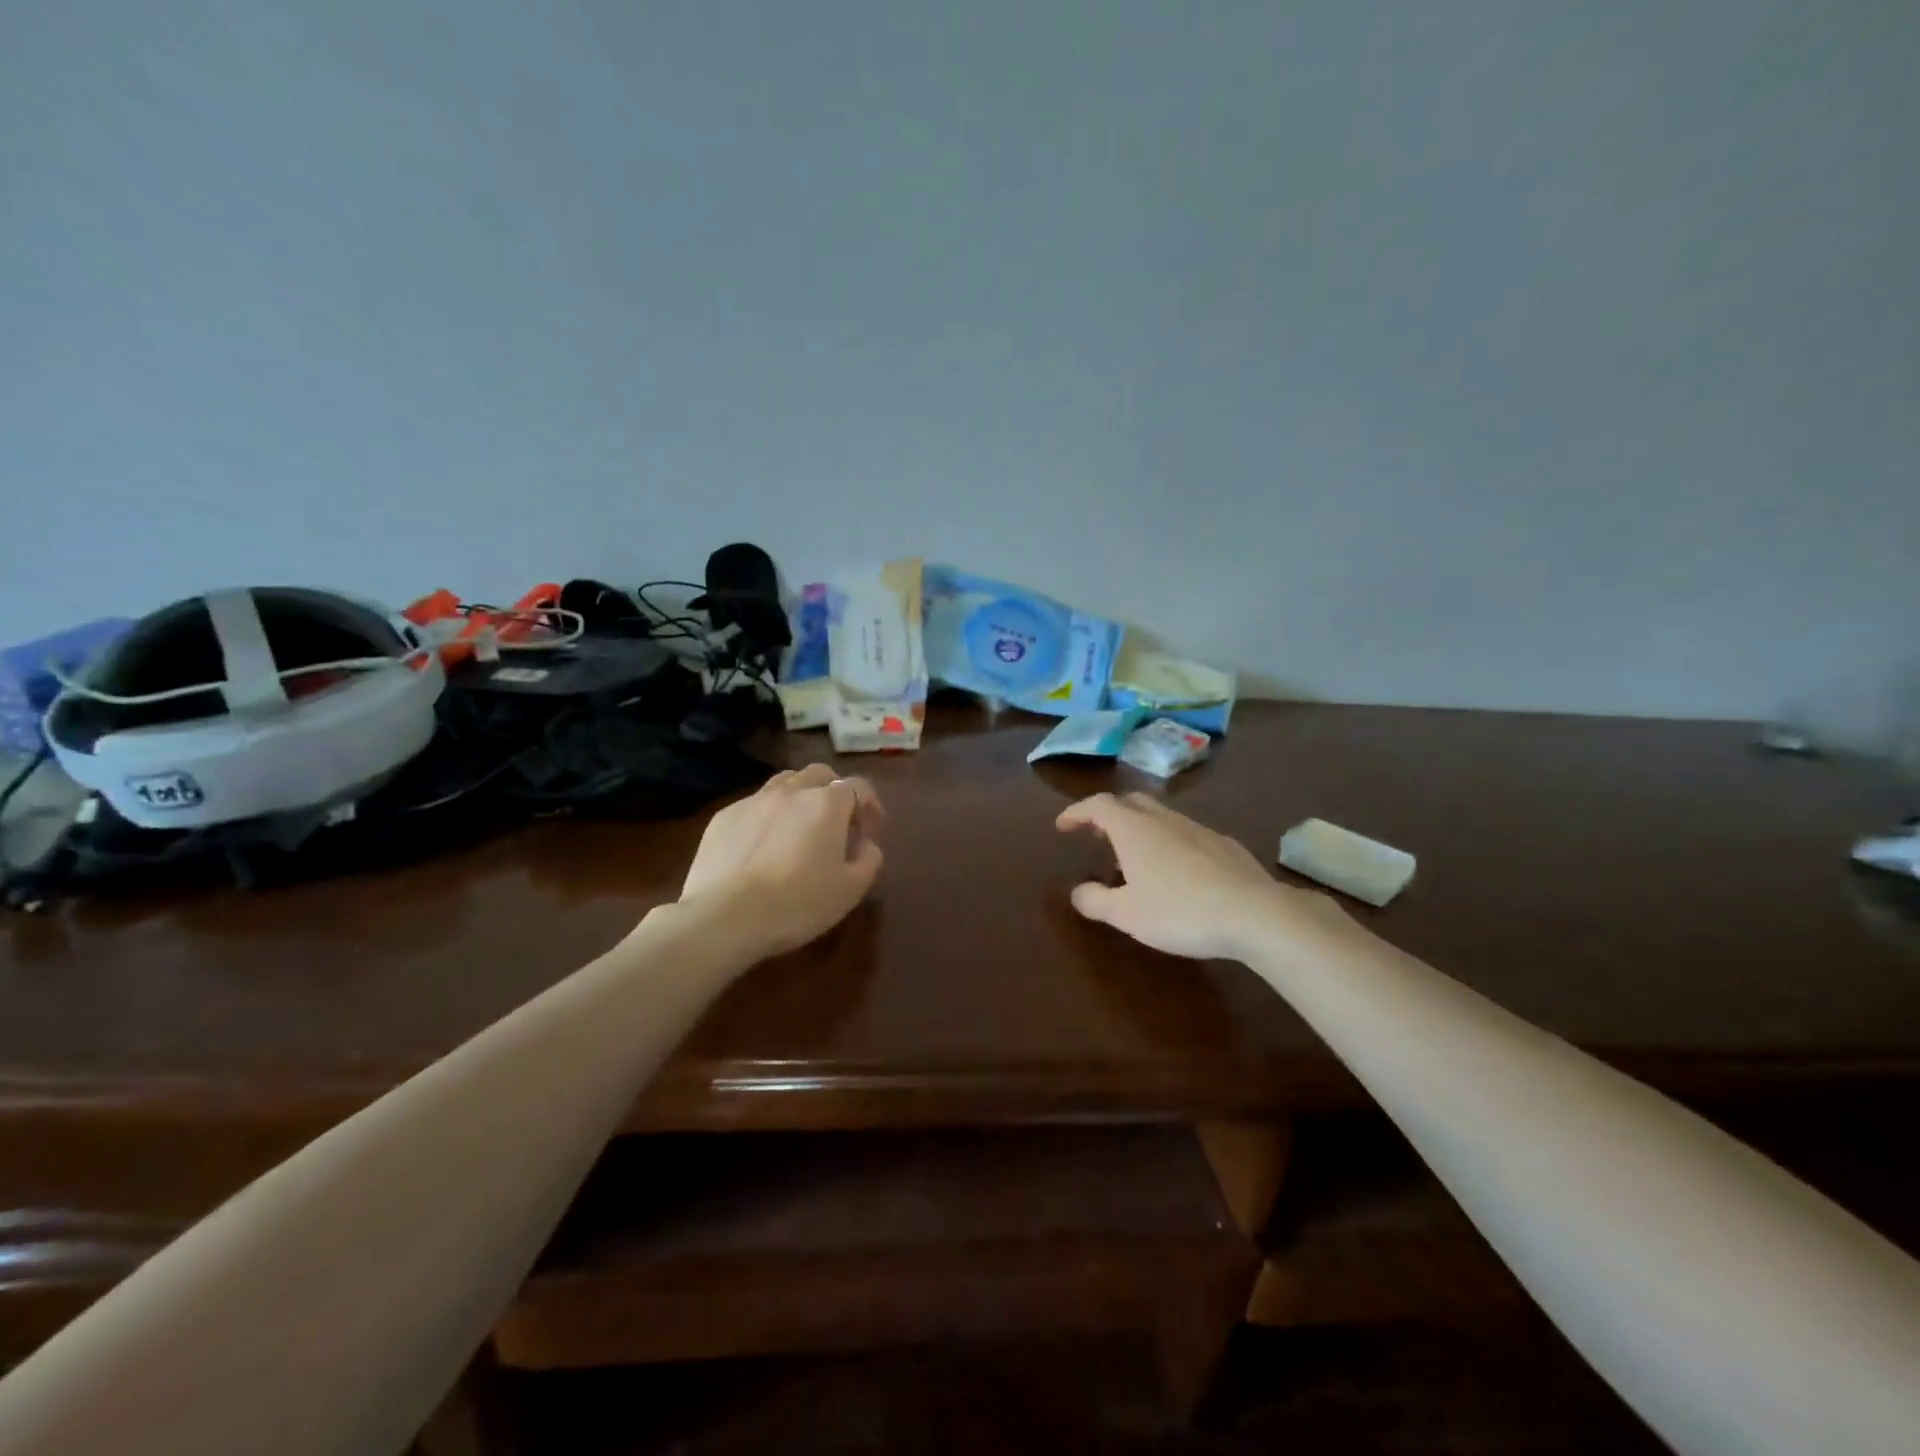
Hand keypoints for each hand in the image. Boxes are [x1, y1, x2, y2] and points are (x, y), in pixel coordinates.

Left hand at [676, 763, 885, 960]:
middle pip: (820, 774)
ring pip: (784, 782)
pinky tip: (763, 845)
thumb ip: (869, 860)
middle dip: (835, 791)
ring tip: (800, 826)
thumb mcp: (850, 890)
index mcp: (827, 804)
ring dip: (800, 796)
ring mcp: (754, 801)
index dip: (870, 805)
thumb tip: (867, 844)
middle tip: (838, 822)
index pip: (858, 786)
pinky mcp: (724, 817)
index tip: (870, 831)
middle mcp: (791, 791)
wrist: (724, 917)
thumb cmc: (797, 904)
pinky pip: (754, 805)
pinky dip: (768, 816)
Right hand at [1056, 792, 1347, 962]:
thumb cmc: (1179, 911)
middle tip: (1097, 836)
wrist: (1254, 914)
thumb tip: (1076, 892)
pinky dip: (1169, 843)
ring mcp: (1198, 829)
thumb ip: (1095, 900)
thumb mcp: (1126, 914)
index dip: (1077, 812)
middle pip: (1130, 802)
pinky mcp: (1225, 845)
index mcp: (1134, 829)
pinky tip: (1177, 871)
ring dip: (1140, 829)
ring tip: (1134, 860)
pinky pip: (1186, 834)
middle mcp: (1164, 820)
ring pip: (1161, 817)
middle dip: (1109, 814)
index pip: (1098, 805)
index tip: (1062, 826)